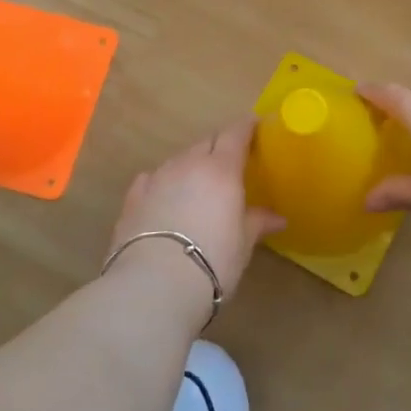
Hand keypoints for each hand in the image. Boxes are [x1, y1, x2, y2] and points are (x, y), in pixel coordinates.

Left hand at [108, 119, 283, 299]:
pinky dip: (163, 182)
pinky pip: (152, 179)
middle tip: (230, 162)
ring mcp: (157, 178)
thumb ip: (258, 222)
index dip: (246, 127)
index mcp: (221, 169)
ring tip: (198, 184)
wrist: (154, 285)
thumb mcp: (243, 243)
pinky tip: (164, 197)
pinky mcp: (133, 197)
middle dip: (219, 147)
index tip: (255, 126)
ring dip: (191, 165)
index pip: (236, 134)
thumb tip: (278, 218)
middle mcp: (189, 164)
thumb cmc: (212, 260)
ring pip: (179, 159)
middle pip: (207, 143)